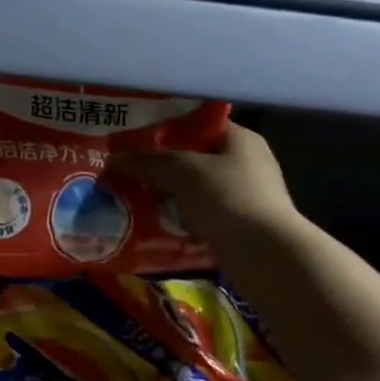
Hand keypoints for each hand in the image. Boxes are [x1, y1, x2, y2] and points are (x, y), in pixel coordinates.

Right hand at [110, 122, 303, 252]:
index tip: (136, 138)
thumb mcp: (181, 171)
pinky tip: (156, 222)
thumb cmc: (227, 198)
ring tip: (135, 196)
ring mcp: (246, 197)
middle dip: (162, 165)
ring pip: (196, 188)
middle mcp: (247, 163)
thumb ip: (147, 162)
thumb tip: (113, 158)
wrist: (265, 255)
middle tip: (129, 169)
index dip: (167, 128)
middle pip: (195, 158)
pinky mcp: (241, 226)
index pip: (199, 124)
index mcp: (241, 139)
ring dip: (169, 194)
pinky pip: (202, 214)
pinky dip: (181, 218)